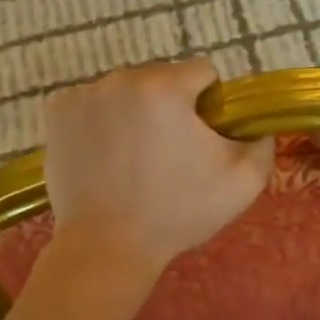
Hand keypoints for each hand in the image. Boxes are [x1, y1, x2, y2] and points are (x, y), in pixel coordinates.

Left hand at [43, 59, 273, 283]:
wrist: (106, 247)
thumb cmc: (176, 212)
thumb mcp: (241, 183)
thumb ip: (262, 142)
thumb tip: (257, 123)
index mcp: (166, 87)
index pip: (201, 71)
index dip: (209, 102)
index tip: (201, 134)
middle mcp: (123, 78)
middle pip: (161, 76)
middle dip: (171, 103)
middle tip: (167, 150)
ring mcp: (85, 92)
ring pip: (126, 88)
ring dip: (135, 108)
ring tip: (133, 155)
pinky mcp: (58, 109)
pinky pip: (93, 101)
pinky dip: (101, 118)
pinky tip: (104, 152)